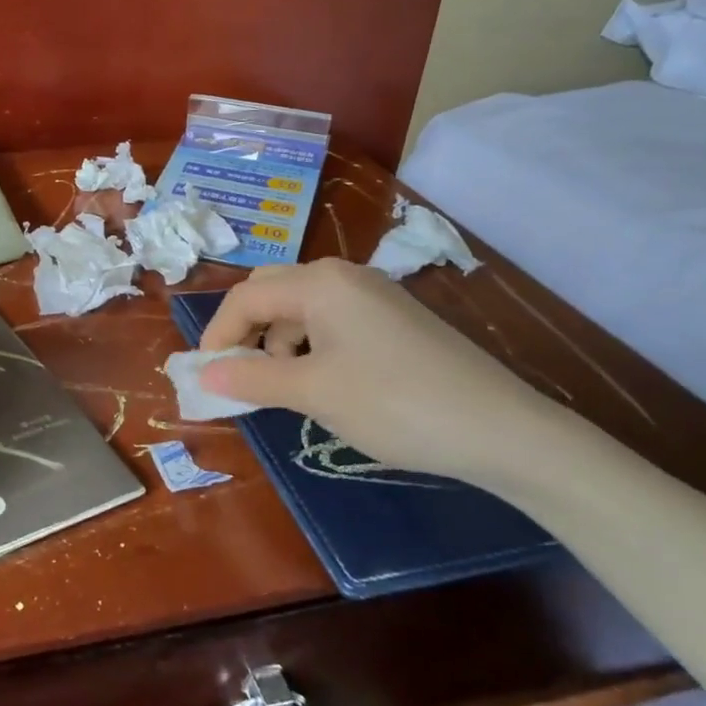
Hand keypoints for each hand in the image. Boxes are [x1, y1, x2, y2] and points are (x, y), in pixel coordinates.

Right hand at [198, 259, 566, 485]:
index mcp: (320, 282)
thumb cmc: (395, 404)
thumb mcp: (314, 393)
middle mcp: (344, 276)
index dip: (218, 335)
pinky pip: (332, 321)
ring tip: (284, 387)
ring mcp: (373, 295)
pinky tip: (323, 382)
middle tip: (239, 375)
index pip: (246, 297)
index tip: (206, 377)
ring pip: (301, 307)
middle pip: (271, 291)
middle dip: (247, 331)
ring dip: (278, 342)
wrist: (502, 430)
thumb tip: (202, 375)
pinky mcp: (394, 319)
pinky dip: (310, 346)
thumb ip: (252, 379)